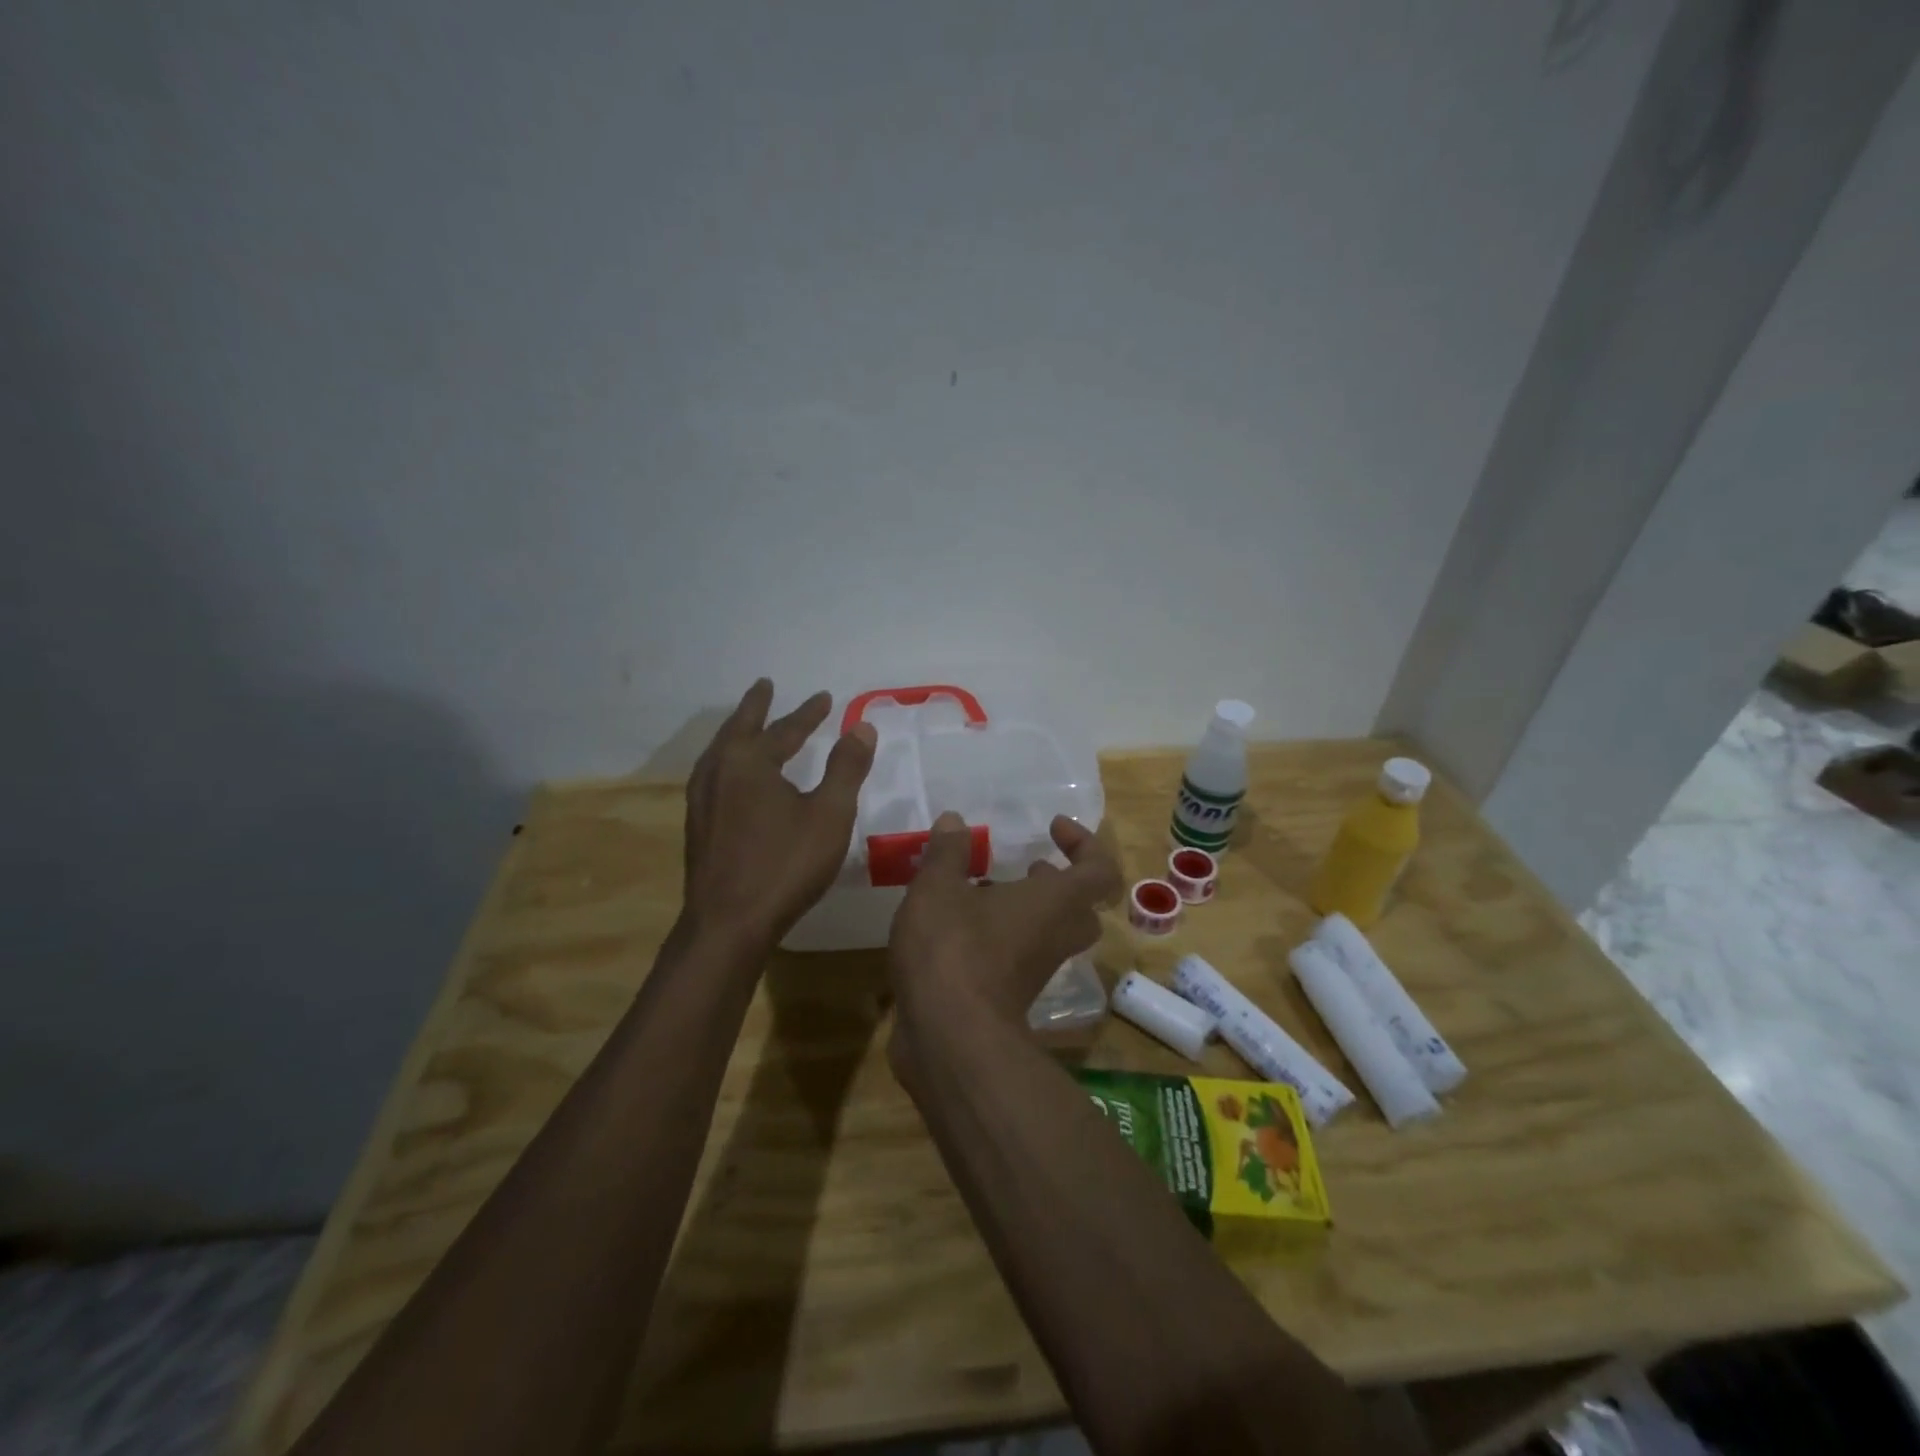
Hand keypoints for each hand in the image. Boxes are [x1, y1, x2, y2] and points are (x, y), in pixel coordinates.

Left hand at [682, 679, 875, 949]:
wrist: (728, 923)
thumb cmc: (785, 865)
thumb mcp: (829, 814)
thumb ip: (846, 768)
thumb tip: (862, 727)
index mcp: (749, 761)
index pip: (785, 729)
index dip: (808, 713)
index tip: (824, 698)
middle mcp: (718, 771)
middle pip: (740, 729)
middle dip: (756, 707)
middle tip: (765, 687)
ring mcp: (702, 799)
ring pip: (721, 751)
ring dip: (739, 731)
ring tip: (748, 724)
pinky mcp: (698, 824)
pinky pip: (714, 774)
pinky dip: (729, 759)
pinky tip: (734, 775)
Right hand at [887, 810, 1122, 1033]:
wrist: (948, 1038)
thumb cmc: (953, 949)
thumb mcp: (939, 887)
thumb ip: (948, 852)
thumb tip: (955, 821)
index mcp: (1055, 903)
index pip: (1099, 871)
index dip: (1084, 844)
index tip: (1052, 828)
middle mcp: (1055, 936)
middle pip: (1080, 907)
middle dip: (1057, 883)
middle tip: (1028, 868)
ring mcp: (1035, 971)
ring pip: (1048, 934)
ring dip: (1024, 909)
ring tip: (980, 889)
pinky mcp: (1010, 997)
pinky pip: (1018, 957)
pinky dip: (999, 937)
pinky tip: (956, 926)